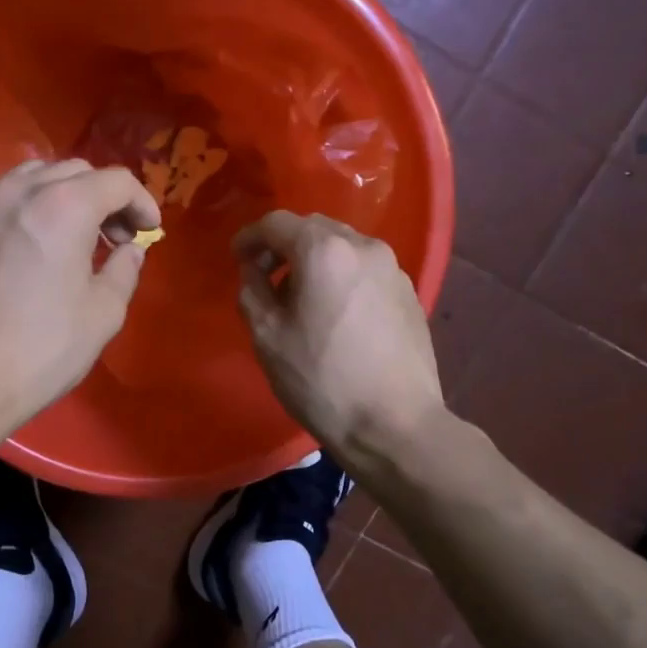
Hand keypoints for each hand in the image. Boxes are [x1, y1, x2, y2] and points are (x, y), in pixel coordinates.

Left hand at [0, 158, 160, 430]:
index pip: (116, 181)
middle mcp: (18, 192)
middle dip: (103, 197)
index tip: (148, 231)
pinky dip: (25, 214)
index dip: (141, 202)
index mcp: (64, 205)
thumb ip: (124, 271)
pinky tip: (28, 252)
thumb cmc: (41, 347)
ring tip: (71, 237)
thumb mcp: (103, 314)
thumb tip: (129, 251)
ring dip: (61, 197)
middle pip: (73, 171)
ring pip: (30, 179)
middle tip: (115, 237)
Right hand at [235, 211, 444, 460]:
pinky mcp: (409, 293)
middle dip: (284, 246)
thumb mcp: (267, 336)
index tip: (237, 259)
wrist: (395, 424)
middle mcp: (363, 246)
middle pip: (314, 229)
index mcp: (324, 251)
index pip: (277, 223)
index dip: (250, 237)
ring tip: (300, 299)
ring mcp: (393, 269)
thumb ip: (252, 291)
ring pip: (343, 247)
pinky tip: (335, 315)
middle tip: (265, 277)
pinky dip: (341, 277)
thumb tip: (254, 270)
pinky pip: (364, 270)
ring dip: (315, 261)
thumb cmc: (321, 379)